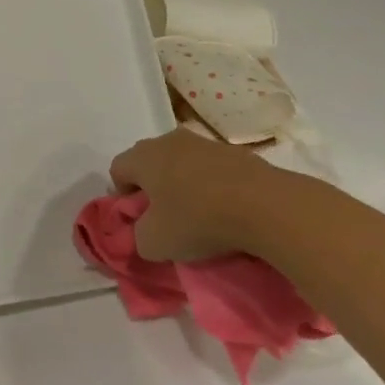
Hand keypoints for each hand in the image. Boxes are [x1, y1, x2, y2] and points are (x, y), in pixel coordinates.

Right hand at [110, 128, 334, 263]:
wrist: (267, 207)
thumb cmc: (198, 220)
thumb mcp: (154, 243)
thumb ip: (137, 237)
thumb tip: (144, 231)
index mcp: (143, 156)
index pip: (117, 169)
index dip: (122, 195)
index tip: (138, 220)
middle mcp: (168, 141)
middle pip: (149, 161)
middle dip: (152, 186)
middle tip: (165, 216)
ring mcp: (204, 142)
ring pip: (181, 162)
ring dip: (183, 183)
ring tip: (199, 213)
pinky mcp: (236, 152)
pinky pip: (212, 168)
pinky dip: (212, 185)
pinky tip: (226, 209)